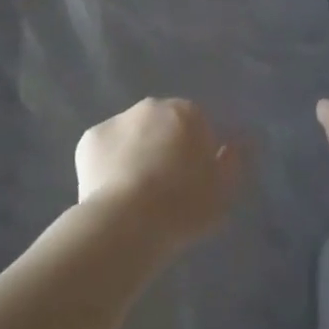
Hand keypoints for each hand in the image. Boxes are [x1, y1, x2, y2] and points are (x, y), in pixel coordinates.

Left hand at [75, 98, 242, 253]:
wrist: (127, 223)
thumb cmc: (183, 206)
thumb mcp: (223, 191)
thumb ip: (234, 161)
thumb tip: (239, 142)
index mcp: (186, 112)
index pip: (195, 125)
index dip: (194, 153)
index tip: (191, 182)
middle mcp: (151, 106)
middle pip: (160, 126)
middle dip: (162, 148)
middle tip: (163, 189)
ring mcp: (116, 120)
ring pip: (130, 136)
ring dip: (134, 155)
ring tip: (134, 196)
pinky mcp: (89, 139)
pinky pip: (104, 151)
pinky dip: (107, 166)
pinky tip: (110, 194)